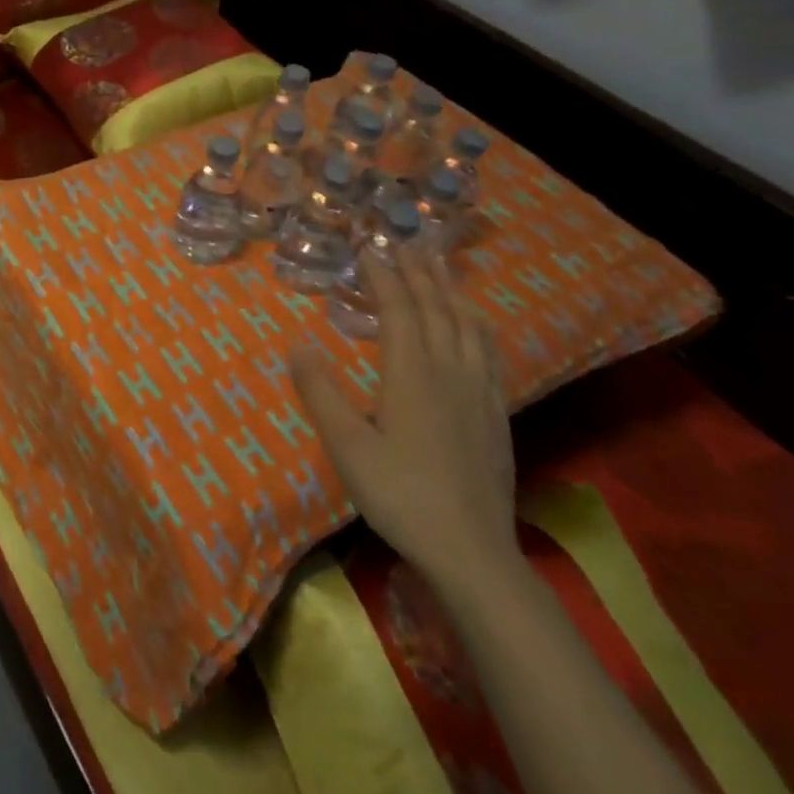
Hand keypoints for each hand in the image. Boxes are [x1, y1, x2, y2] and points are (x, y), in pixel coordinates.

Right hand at [290, 249, 517, 593]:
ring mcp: (479, 391)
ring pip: (467, 325)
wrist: (472, 551)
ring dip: (451, 290)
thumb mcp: (346, 446)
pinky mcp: (496, 413)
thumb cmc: (400, 494)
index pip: (399, 309)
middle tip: (407, 243)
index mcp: (411, 373)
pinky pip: (489, 352)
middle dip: (420, 272)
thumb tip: (297, 344)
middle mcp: (449, 371)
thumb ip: (320, 392)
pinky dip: (477, 324)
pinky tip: (476, 323)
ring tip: (442, 266)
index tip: (370, 248)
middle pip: (436, 308)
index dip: (384, 275)